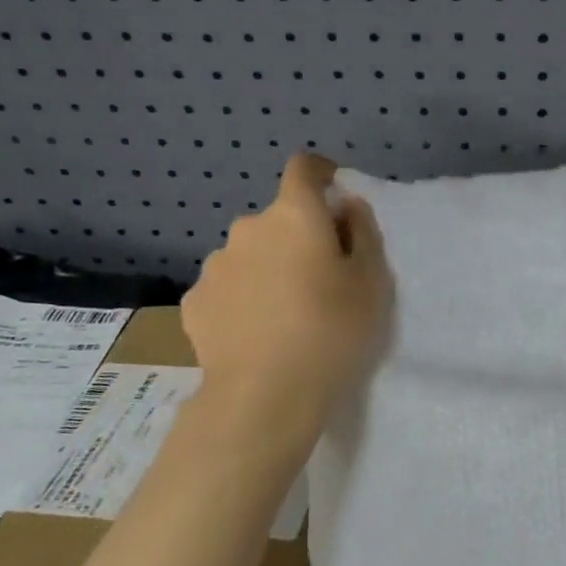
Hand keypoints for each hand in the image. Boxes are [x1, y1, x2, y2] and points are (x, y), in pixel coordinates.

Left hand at [182, 154, 390, 434]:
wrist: (265, 397)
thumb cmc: (332, 332)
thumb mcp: (371, 282)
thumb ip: (362, 232)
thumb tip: (345, 207)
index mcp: (295, 214)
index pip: (303, 168)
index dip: (319, 174)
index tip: (333, 196)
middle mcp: (248, 228)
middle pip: (278, 218)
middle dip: (297, 236)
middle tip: (318, 279)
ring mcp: (215, 265)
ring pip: (249, 254)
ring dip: (266, 268)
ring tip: (283, 314)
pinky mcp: (194, 302)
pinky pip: (227, 287)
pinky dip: (241, 298)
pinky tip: (254, 334)